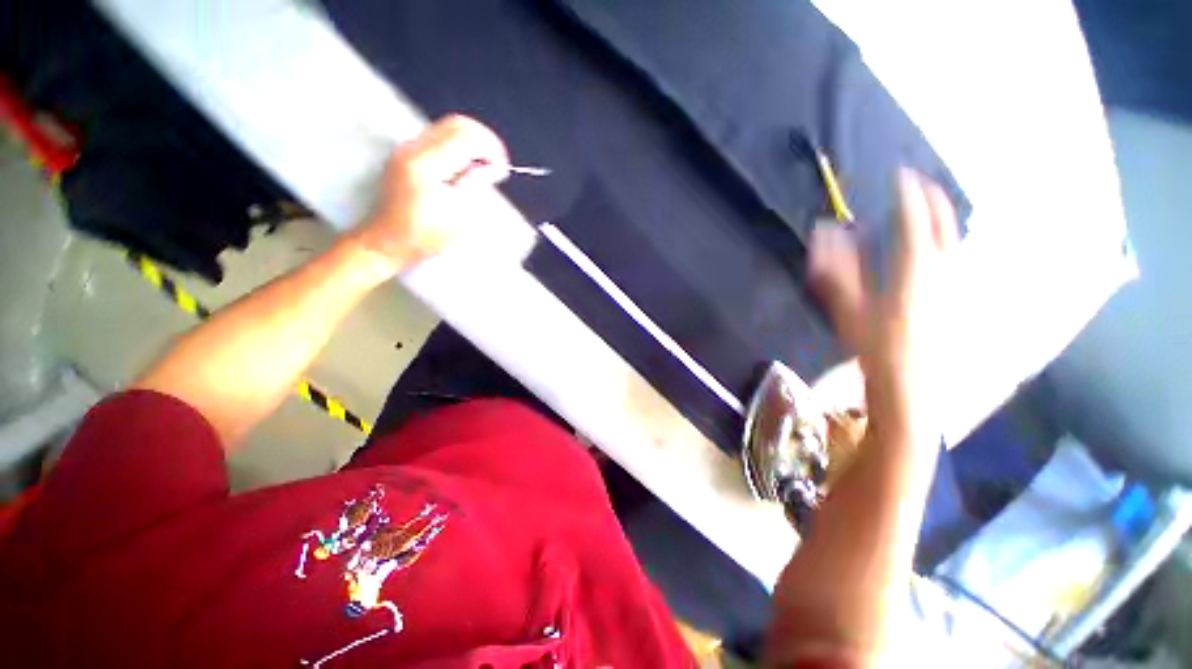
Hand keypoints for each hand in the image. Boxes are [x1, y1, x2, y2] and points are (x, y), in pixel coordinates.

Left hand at [352, 114, 511, 272]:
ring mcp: (406, 150)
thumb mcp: (459, 217)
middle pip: (456, 124)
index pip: (465, 137)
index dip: (491, 149)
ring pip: (447, 128)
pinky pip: (438, 138)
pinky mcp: (405, 155)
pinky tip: (465, 170)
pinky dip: (458, 148)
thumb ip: (475, 185)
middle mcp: (413, 150)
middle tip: (496, 165)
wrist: (387, 242)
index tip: (503, 169)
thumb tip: (489, 167)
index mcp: (427, 165)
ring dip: (471, 144)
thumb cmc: (425, 237)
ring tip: (482, 170)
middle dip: (483, 141)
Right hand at [810, 169, 957, 440]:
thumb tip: (824, 233)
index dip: (907, 192)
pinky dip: (949, 241)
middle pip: (945, 222)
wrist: (915, 389)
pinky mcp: (962, 298)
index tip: (899, 174)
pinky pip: (959, 257)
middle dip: (933, 197)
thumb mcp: (849, 308)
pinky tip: (943, 245)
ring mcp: (959, 284)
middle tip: (918, 181)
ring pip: (957, 238)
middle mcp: (945, 269)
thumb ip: (836, 268)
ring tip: (931, 205)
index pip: (915, 218)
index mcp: (916, 268)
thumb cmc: (877, 349)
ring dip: (944, 217)